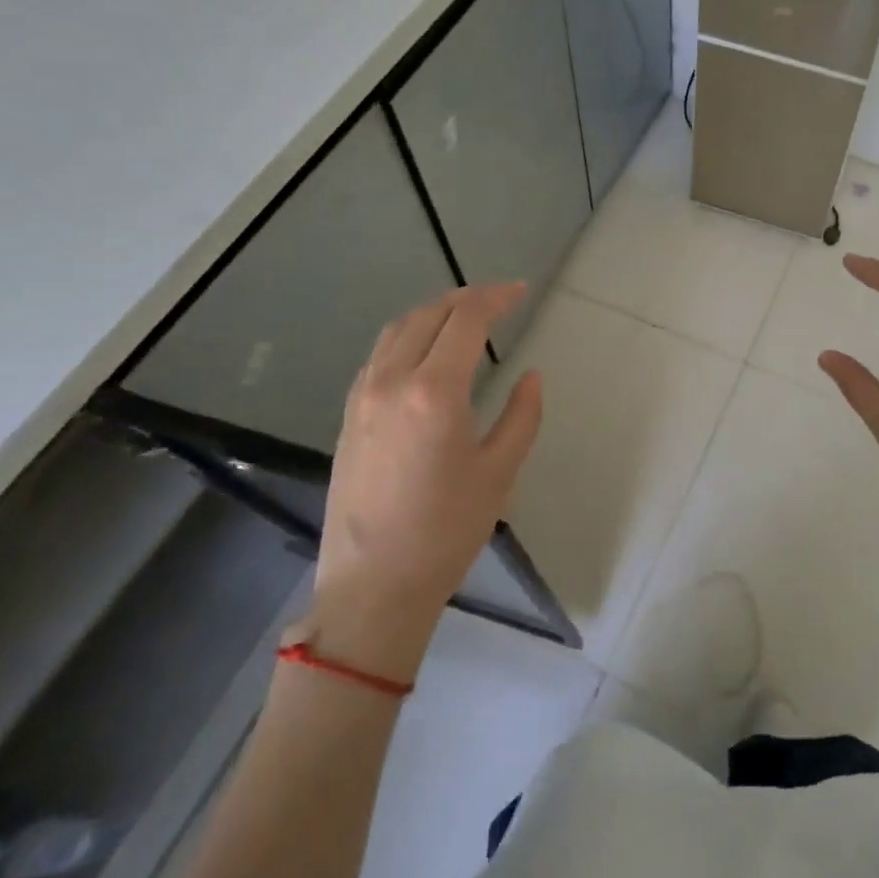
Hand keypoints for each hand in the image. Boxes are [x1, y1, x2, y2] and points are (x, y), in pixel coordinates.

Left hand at [311, 283, 542, 678]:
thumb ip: (522, 416)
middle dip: (466, 298)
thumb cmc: (447, 531)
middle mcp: (392, 382)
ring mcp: (362, 398)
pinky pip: (378, 357)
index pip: (466, 320)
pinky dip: (407, 337)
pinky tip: (424, 353)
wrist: (373, 586)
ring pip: (396, 331)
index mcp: (435, 392)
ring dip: (433, 313)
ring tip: (464, 317)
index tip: (521, 292)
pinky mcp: (348, 417)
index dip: (496, 298)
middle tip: (499, 299)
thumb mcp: (500, 473)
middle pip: (428, 315)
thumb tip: (530, 377)